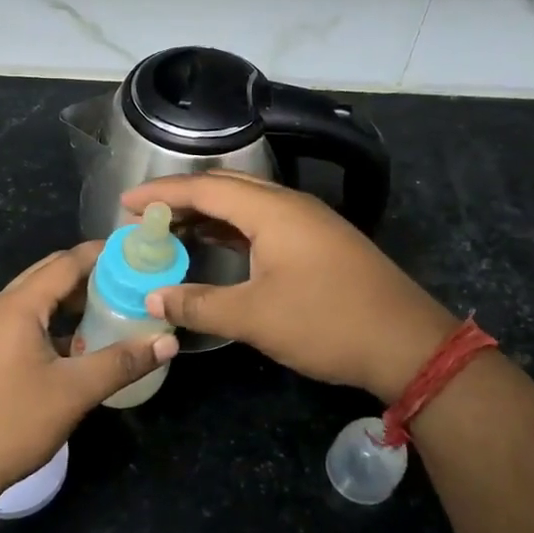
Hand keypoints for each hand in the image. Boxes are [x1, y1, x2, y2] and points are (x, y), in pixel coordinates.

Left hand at [0, 242, 179, 503]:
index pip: (66, 262)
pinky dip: (57, 322)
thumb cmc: (12, 422)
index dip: (103, 254)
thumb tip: (168, 342)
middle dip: (90, 273)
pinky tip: (83, 341)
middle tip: (132, 279)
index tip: (138, 253)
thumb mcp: (74, 391)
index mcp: (18, 306)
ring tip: (114, 305)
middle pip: (50, 275)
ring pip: (39, 300)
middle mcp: (1, 308)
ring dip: (73, 299)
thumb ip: (122, 362)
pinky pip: (29, 322)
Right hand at [122, 172, 455, 404]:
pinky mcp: (320, 243)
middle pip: (226, 188)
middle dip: (183, 198)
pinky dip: (232, 229)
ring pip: (247, 205)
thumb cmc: (326, 322)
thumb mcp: (254, 317)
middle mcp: (290, 206)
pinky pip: (264, 223)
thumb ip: (199, 304)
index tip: (126, 205)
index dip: (162, 194)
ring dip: (208, 214)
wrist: (407, 344)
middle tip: (146, 218)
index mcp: (272, 211)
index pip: (205, 189)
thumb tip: (153, 298)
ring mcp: (310, 223)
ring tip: (172, 230)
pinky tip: (217, 246)